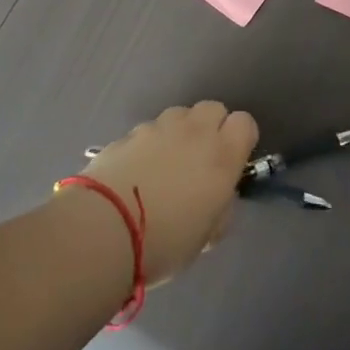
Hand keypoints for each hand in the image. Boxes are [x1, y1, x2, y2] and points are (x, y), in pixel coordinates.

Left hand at [82, 102, 258, 285]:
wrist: (104, 230)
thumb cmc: (166, 241)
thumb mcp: (207, 236)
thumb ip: (220, 208)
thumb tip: (217, 197)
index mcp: (222, 155)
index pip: (245, 123)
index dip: (240, 139)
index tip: (232, 161)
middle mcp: (194, 131)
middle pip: (213, 109)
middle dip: (211, 128)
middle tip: (200, 160)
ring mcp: (158, 128)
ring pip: (179, 115)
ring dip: (179, 133)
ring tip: (165, 165)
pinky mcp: (128, 133)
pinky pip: (148, 130)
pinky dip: (149, 145)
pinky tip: (136, 172)